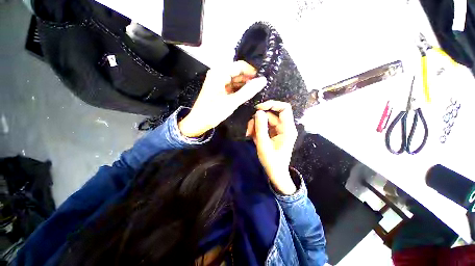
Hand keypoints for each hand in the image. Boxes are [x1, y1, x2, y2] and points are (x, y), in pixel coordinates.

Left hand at [179, 61, 266, 137]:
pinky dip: (240, 90)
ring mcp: (219, 82)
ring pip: (236, 80)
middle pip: (238, 72)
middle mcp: (219, 74)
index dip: (252, 71)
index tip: (263, 80)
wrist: (198, 123)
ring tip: (257, 91)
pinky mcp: (220, 90)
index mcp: (219, 73)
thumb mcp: (232, 102)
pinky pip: (233, 87)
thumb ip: (248, 91)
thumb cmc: (212, 112)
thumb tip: (263, 80)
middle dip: (250, 79)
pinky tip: (248, 95)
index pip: (240, 66)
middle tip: (262, 87)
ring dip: (246, 86)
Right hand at [246, 100, 297, 194]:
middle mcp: (284, 127)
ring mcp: (278, 131)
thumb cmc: (271, 161)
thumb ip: (260, 127)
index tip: (258, 108)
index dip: (272, 104)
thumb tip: (258, 112)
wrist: (275, 174)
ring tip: (249, 134)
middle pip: (270, 115)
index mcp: (287, 129)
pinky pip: (264, 127)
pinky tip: (252, 137)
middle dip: (257, 120)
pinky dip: (257, 130)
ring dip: (255, 126)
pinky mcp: (273, 134)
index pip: (284, 108)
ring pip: (265, 121)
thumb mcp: (263, 144)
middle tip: (248, 129)